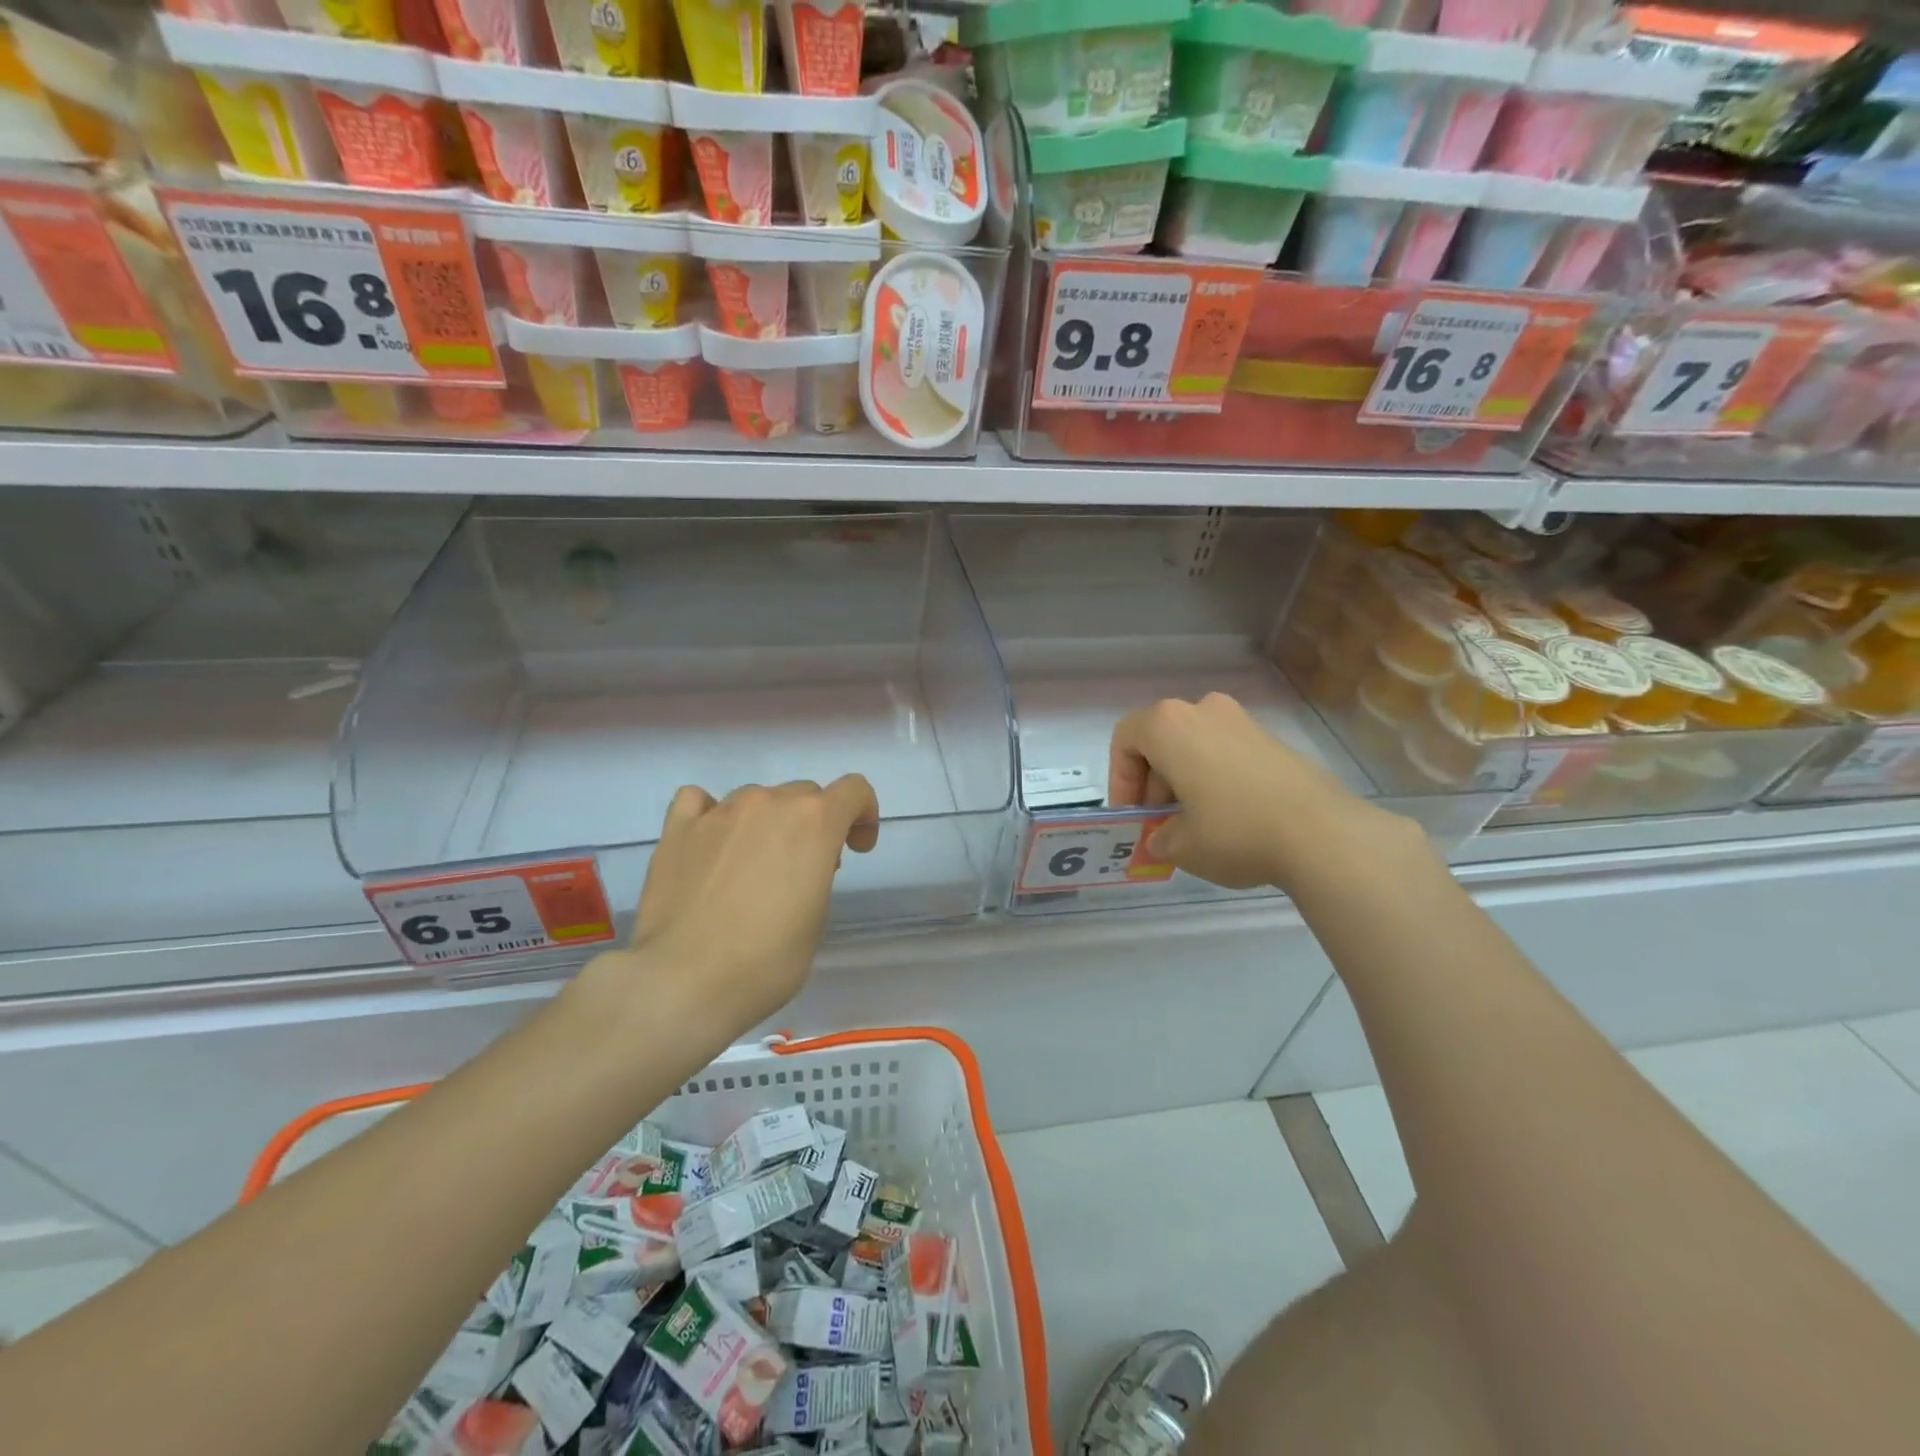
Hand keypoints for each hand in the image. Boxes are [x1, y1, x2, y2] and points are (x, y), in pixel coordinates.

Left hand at [608, 777, 879, 1030]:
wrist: (684, 981)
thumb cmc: (766, 960)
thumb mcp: (816, 919)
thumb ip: (817, 874)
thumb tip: (796, 866)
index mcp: (814, 822)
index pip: (854, 790)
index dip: (863, 815)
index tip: (856, 848)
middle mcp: (768, 804)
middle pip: (804, 794)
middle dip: (813, 825)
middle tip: (804, 870)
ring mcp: (720, 812)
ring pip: (756, 799)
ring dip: (766, 823)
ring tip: (752, 867)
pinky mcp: (678, 829)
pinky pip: (700, 801)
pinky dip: (712, 814)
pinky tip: (711, 843)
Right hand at [1109, 694, 1396, 888]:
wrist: (1321, 833)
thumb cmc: (1232, 831)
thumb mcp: (1180, 846)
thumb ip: (1160, 838)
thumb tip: (1163, 839)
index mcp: (1169, 725)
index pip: (1125, 740)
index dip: (1120, 780)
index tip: (1134, 816)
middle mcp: (1204, 709)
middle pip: (1161, 741)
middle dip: (1154, 783)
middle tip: (1161, 824)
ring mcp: (1243, 721)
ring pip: (1196, 746)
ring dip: (1185, 781)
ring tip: (1196, 825)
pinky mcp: (1274, 740)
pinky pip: (1228, 753)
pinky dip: (1217, 779)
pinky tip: (1231, 819)